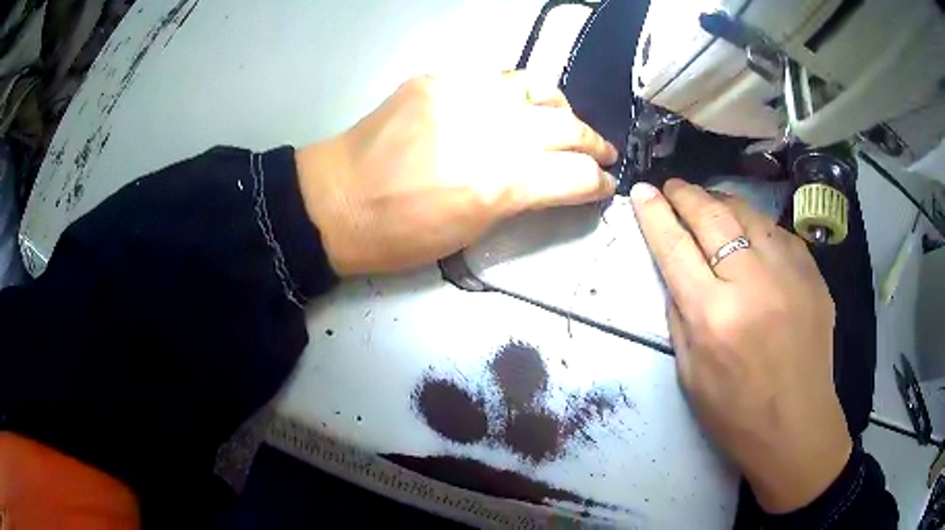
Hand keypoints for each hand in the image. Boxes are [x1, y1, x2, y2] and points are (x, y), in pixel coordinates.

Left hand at [295, 72, 617, 274]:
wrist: (334, 200)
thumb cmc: (399, 235)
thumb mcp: (470, 231)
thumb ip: (521, 199)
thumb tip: (556, 182)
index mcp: (496, 184)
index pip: (574, 175)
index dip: (597, 183)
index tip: (604, 186)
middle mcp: (487, 131)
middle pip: (566, 127)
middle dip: (593, 144)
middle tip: (601, 153)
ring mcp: (460, 96)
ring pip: (537, 90)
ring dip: (561, 109)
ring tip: (566, 122)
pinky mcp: (436, 79)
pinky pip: (495, 78)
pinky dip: (518, 94)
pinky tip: (517, 107)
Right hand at [630, 179, 851, 513]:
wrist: (797, 425)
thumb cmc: (735, 412)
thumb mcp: (689, 372)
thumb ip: (680, 314)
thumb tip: (676, 269)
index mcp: (713, 316)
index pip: (675, 247)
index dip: (655, 214)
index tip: (643, 190)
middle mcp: (752, 284)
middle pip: (712, 217)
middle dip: (686, 195)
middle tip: (673, 186)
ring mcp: (789, 273)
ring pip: (748, 213)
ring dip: (721, 202)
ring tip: (708, 201)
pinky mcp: (813, 274)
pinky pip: (778, 233)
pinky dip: (757, 226)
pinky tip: (750, 233)